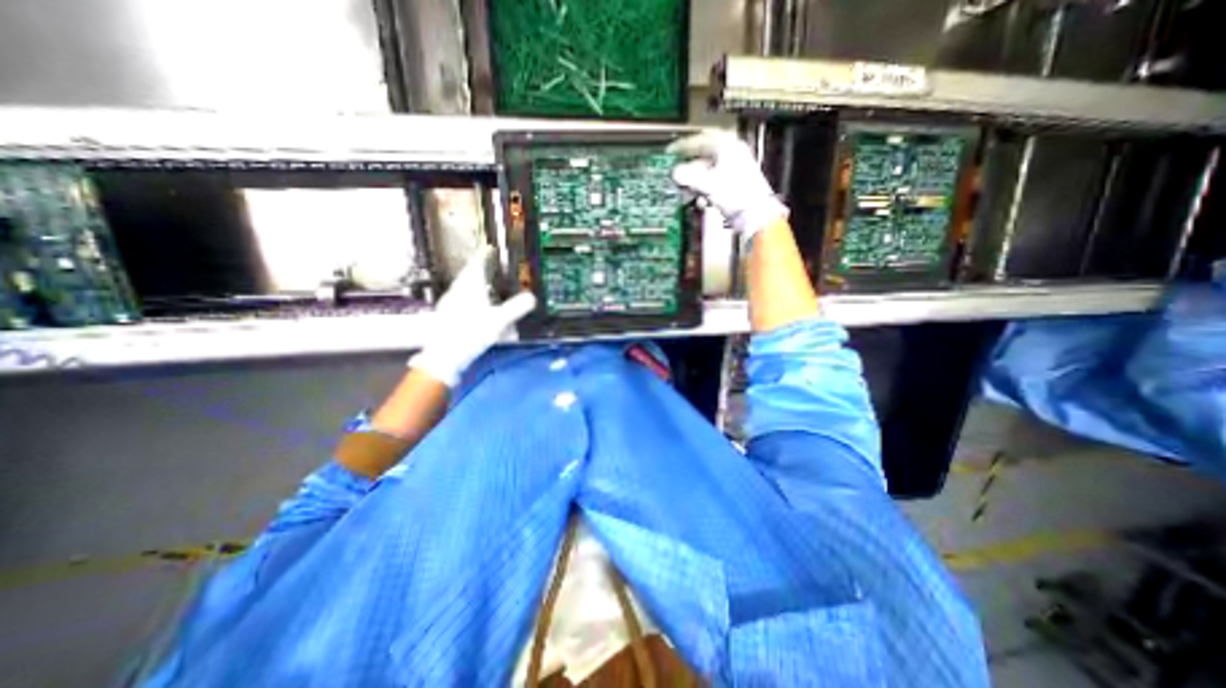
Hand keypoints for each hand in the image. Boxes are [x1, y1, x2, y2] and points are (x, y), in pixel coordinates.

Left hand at [406, 244, 536, 387]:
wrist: (444, 355)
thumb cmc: (471, 334)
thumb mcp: (498, 321)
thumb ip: (516, 308)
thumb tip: (533, 298)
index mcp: (469, 288)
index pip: (477, 265)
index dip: (484, 256)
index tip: (490, 249)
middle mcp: (458, 292)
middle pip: (469, 275)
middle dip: (480, 269)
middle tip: (491, 267)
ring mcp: (450, 304)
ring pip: (464, 287)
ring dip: (475, 284)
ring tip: (486, 286)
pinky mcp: (448, 316)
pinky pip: (461, 299)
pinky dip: (471, 297)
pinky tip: (476, 307)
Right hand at [668, 132, 783, 244]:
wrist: (755, 213)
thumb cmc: (736, 194)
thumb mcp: (708, 184)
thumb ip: (689, 177)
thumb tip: (675, 173)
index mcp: (728, 146)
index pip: (701, 138)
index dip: (684, 145)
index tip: (672, 151)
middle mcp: (733, 154)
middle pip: (704, 155)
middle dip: (690, 166)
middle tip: (678, 172)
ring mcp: (735, 168)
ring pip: (708, 170)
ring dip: (696, 180)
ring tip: (688, 190)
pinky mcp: (735, 183)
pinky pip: (714, 181)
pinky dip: (705, 189)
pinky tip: (702, 200)